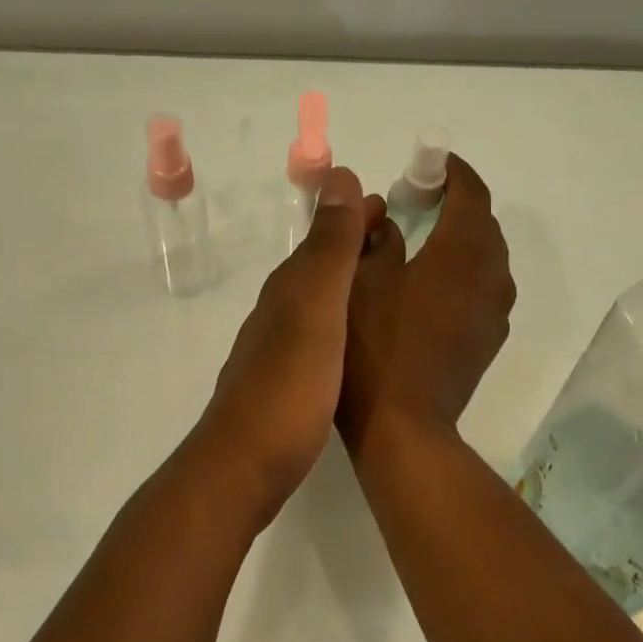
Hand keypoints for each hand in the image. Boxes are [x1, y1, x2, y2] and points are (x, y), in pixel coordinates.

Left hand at [191, 166, 384, 520]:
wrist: (245, 465)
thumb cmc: (288, 387)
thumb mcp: (315, 310)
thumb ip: (330, 250)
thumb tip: (338, 176)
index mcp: (289, 290)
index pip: (325, 238)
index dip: (354, 218)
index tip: (389, 204)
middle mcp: (280, 313)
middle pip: (320, 267)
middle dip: (354, 246)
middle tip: (397, 238)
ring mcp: (278, 350)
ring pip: (318, 301)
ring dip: (348, 282)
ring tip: (385, 282)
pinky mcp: (285, 384)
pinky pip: (318, 335)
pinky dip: (341, 321)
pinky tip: (356, 339)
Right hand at [337, 154, 515, 457]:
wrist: (403, 426)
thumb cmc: (373, 347)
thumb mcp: (358, 282)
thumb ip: (372, 237)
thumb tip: (382, 214)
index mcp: (462, 252)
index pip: (471, 192)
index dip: (452, 171)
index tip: (427, 165)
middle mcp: (491, 275)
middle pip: (484, 223)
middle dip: (455, 204)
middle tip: (416, 202)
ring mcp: (495, 311)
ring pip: (487, 258)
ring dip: (462, 239)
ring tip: (423, 242)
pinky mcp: (489, 339)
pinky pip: (484, 288)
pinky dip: (465, 272)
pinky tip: (432, 287)